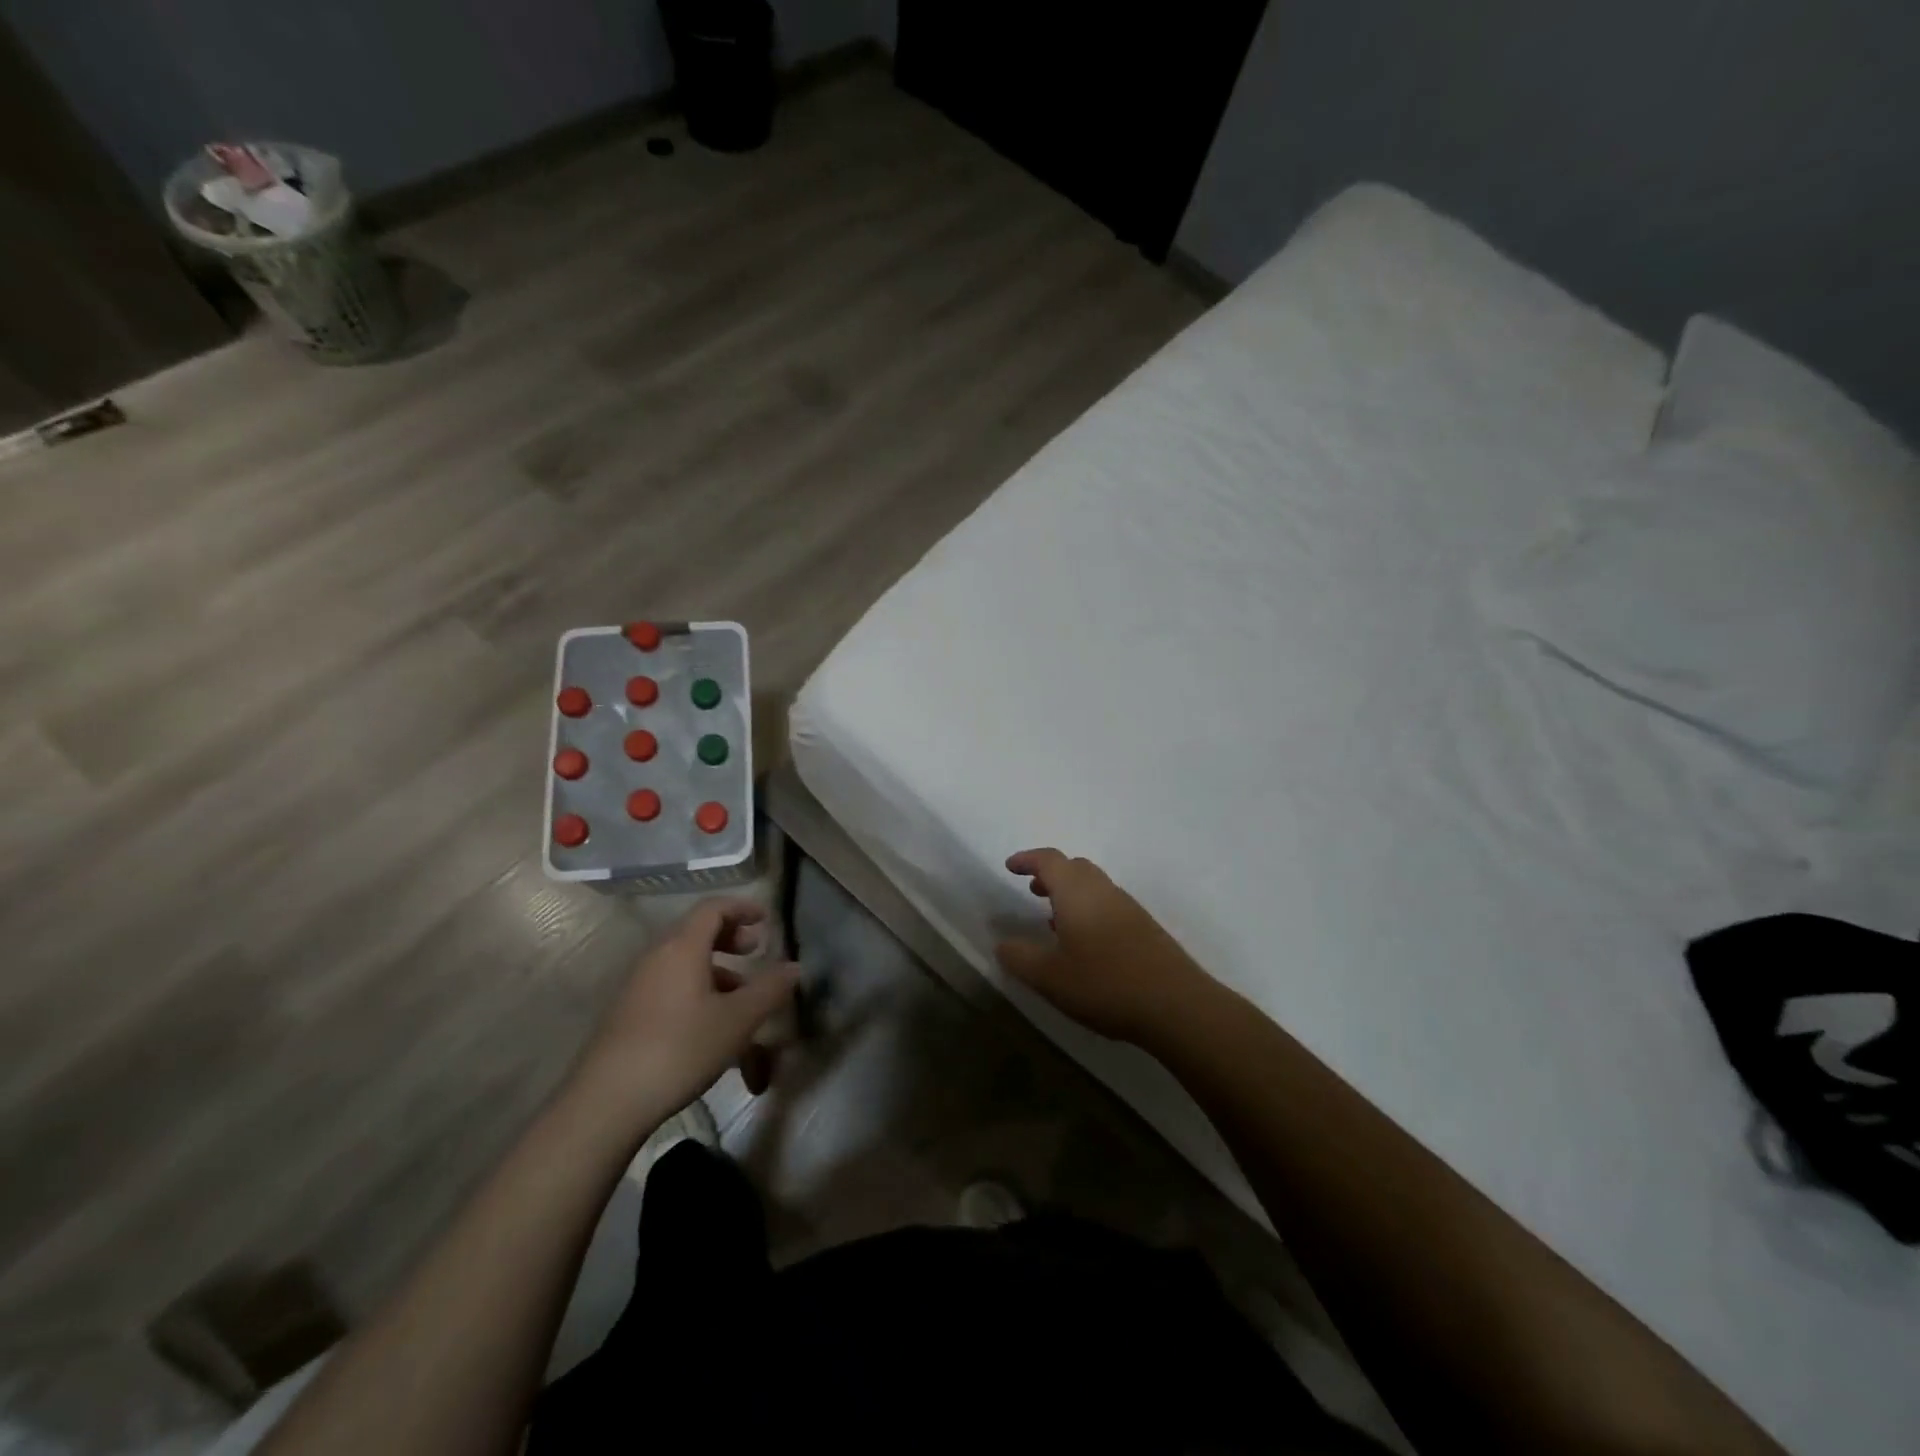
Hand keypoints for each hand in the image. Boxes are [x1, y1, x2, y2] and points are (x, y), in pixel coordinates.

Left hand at [571, 898, 798, 1126]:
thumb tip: (794, 966)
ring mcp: (637, 986)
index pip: (713, 908)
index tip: (766, 919)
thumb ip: (769, 989)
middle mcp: (656, 957)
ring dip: (717, 971)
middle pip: (696, 932)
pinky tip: (711, 1027)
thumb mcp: (737, 1020)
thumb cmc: (680, 1049)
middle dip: (730, 938)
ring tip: (741, 999)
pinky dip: (697, 991)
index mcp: (682, 947)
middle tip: (755, 952)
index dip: (742, 907)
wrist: (606, 1103)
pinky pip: (670, 987)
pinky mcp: (627, 1014)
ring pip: (684, 964)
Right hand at [994, 848, 1208, 1044]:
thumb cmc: (1105, 984)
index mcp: (1077, 892)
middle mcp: (1104, 891)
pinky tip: (1084, 943)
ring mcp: (1129, 908)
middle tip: (1032, 889)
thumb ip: (1020, 957)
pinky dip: (1089, 910)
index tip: (1010, 866)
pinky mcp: (1145, 928)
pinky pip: (1109, 905)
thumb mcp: (1050, 977)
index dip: (1028, 859)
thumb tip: (1002, 943)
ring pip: (1094, 886)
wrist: (1176, 1005)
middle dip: (1050, 874)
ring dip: (1071, 893)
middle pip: (1075, 867)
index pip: (1049, 860)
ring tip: (1052, 918)